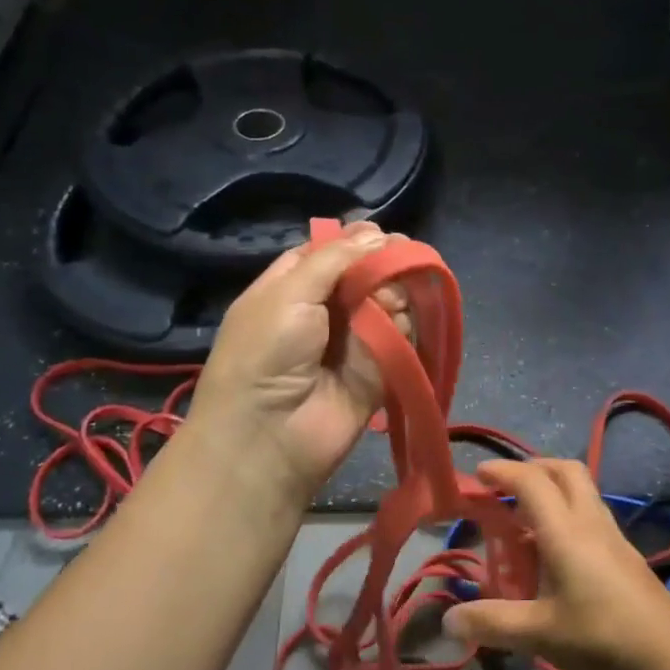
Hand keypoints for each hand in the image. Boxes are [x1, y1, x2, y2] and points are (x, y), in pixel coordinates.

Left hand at [188, 221, 410, 496]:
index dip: (357, 241)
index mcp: (292, 286)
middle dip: (383, 265)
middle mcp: (325, 309)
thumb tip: (378, 234)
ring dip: (394, 295)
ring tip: (385, 303)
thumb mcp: (288, 292)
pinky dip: (403, 328)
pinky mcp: (380, 368)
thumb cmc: (265, 352)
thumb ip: (335, 259)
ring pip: (390, 301)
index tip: (382, 236)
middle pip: (367, 273)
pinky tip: (394, 328)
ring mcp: (354, 340)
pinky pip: (402, 336)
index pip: (332, 252)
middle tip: (396, 264)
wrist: (269, 435)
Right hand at [442, 459, 669, 669]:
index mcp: (565, 531)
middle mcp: (590, 523)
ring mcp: (613, 537)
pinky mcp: (626, 555)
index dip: (503, 471)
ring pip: (582, 491)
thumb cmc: (602, 638)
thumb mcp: (539, 634)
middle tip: (505, 487)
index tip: (477, 475)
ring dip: (552, 489)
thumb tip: (448, 620)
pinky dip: (568, 514)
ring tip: (525, 520)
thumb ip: (492, 623)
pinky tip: (556, 553)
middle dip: (533, 468)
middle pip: (565, 471)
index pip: (531, 481)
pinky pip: (591, 515)